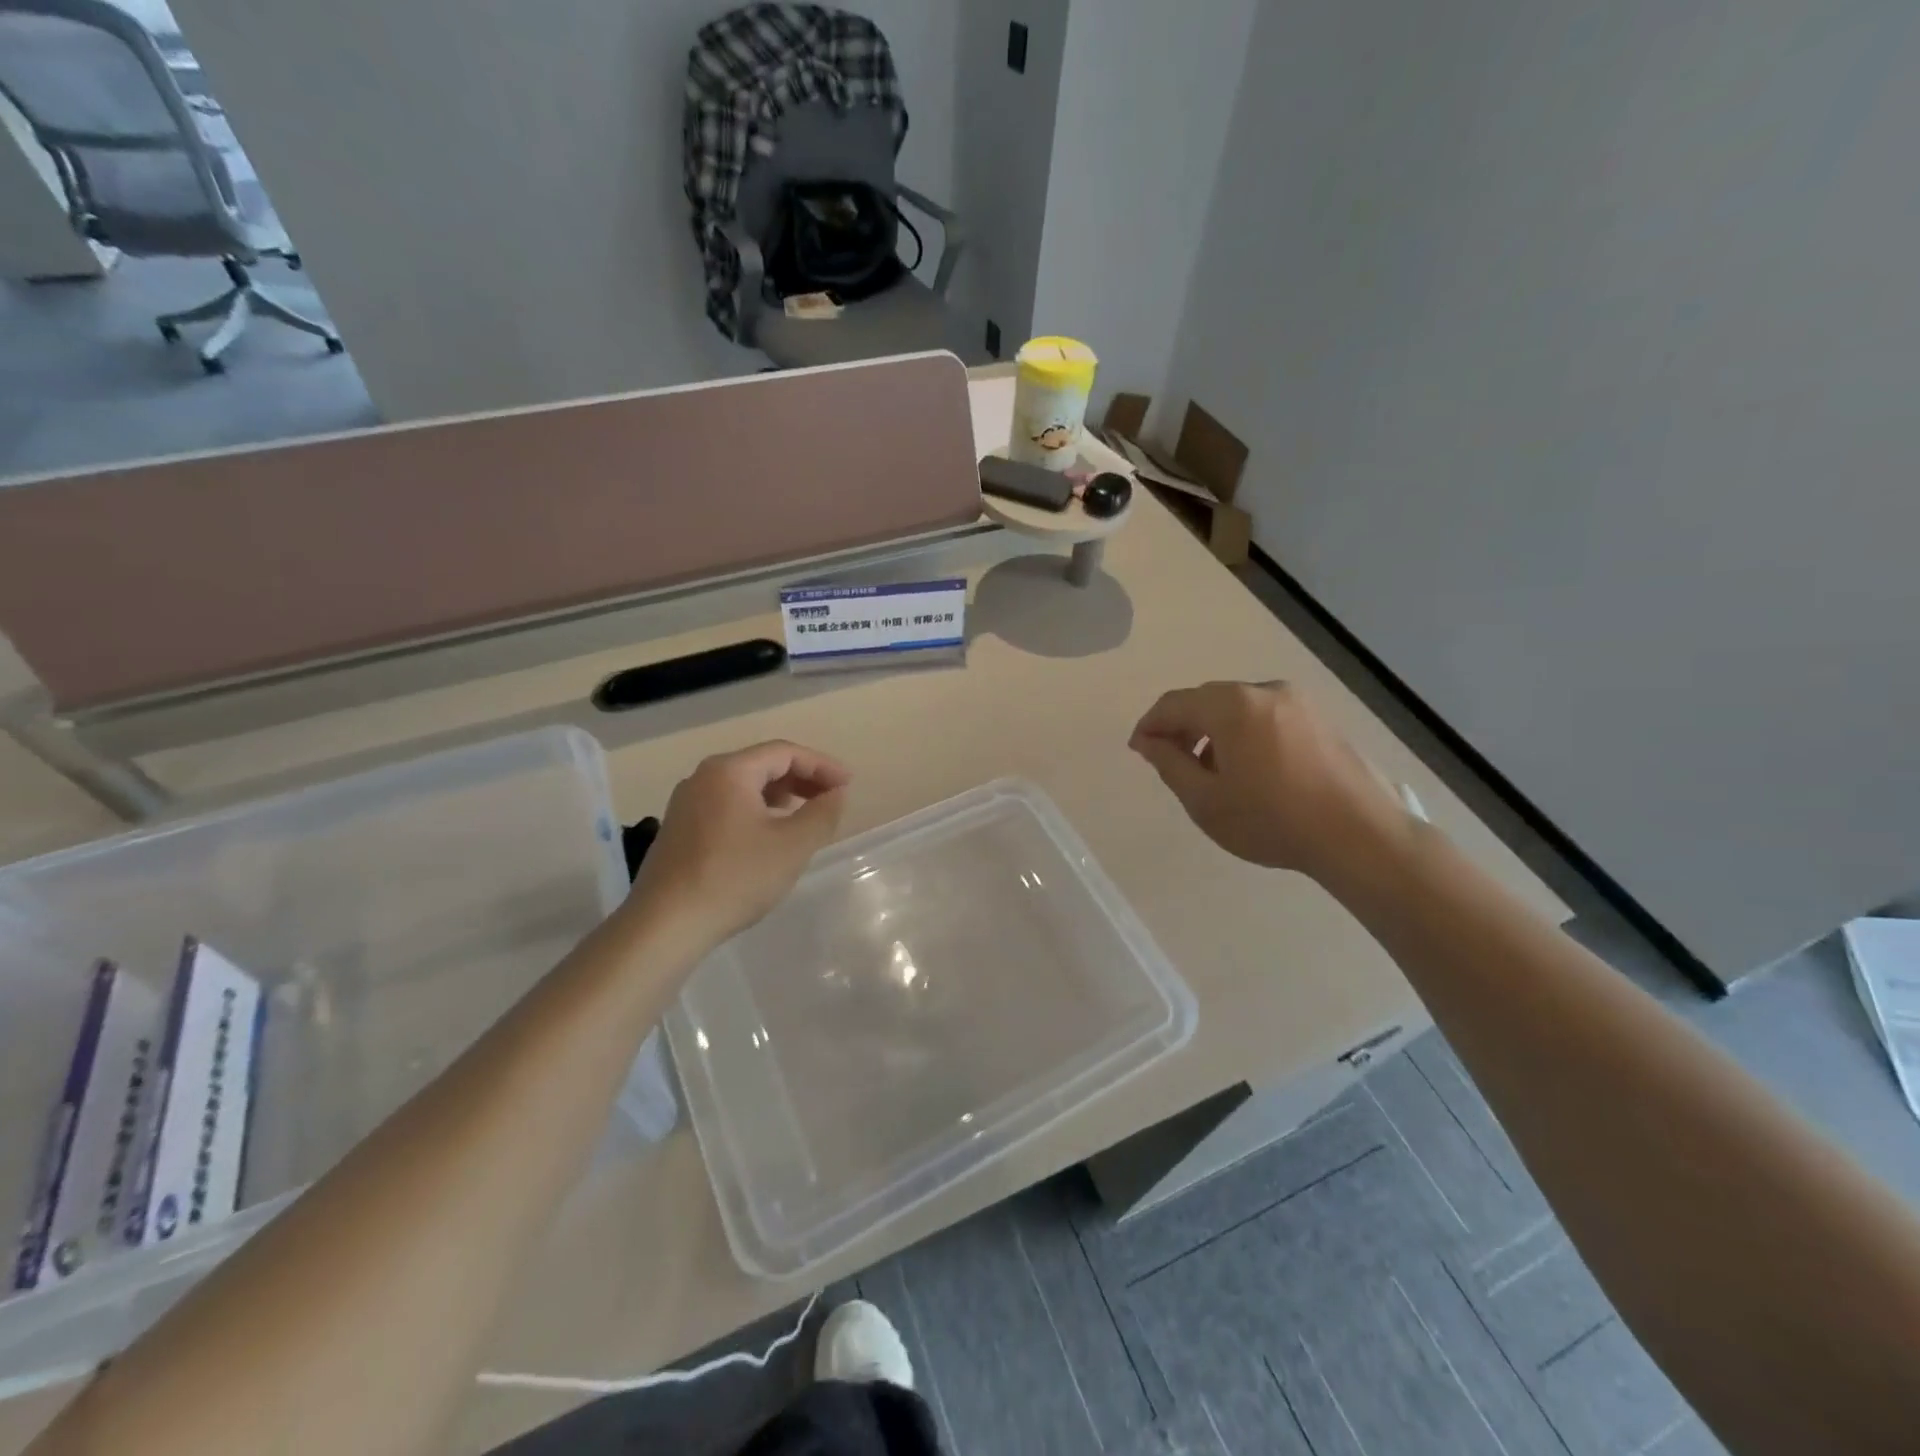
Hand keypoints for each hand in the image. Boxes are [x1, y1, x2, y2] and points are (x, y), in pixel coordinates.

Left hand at [628, 740, 849, 952]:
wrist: (666, 924)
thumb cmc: (735, 877)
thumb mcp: (792, 845)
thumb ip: (822, 813)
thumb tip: (836, 793)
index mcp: (730, 771)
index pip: (785, 752)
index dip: (822, 765)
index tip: (848, 785)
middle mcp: (704, 777)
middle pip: (763, 765)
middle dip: (803, 779)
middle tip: (833, 799)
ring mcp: (687, 803)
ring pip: (745, 786)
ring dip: (781, 795)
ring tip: (807, 816)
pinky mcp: (681, 829)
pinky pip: (728, 805)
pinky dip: (758, 811)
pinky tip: (770, 835)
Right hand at [1129, 681, 1413, 885]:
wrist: (1359, 835)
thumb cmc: (1272, 820)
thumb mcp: (1205, 800)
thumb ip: (1169, 764)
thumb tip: (1149, 741)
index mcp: (1232, 705)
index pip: (1174, 703)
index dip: (1150, 724)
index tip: (1139, 750)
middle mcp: (1264, 691)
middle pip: (1207, 700)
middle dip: (1182, 726)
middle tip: (1168, 759)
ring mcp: (1297, 702)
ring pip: (1238, 707)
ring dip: (1213, 730)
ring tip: (1208, 770)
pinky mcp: (1320, 718)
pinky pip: (1265, 716)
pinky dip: (1244, 733)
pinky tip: (1247, 768)